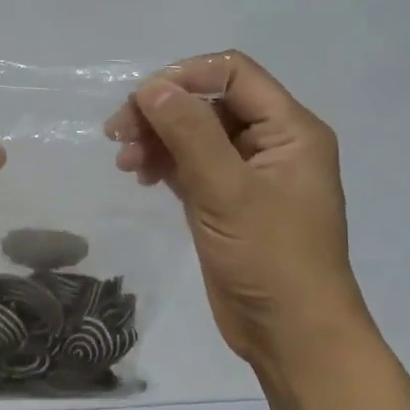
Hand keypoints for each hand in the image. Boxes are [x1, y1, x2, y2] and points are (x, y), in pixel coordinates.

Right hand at [104, 50, 367, 366]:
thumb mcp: (228, 191)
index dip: (185, 76)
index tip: (141, 100)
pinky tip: (140, 176)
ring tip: (124, 161)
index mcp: (290, 130)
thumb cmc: (270, 259)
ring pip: (196, 136)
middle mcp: (272, 144)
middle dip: (163, 111)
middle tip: (117, 133)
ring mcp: (248, 175)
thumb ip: (190, 134)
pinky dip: (165, 165)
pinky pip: (192, 167)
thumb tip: (151, 87)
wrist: (292, 335)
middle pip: (210, 103)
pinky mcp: (227, 203)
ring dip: (158, 139)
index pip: (234, 74)